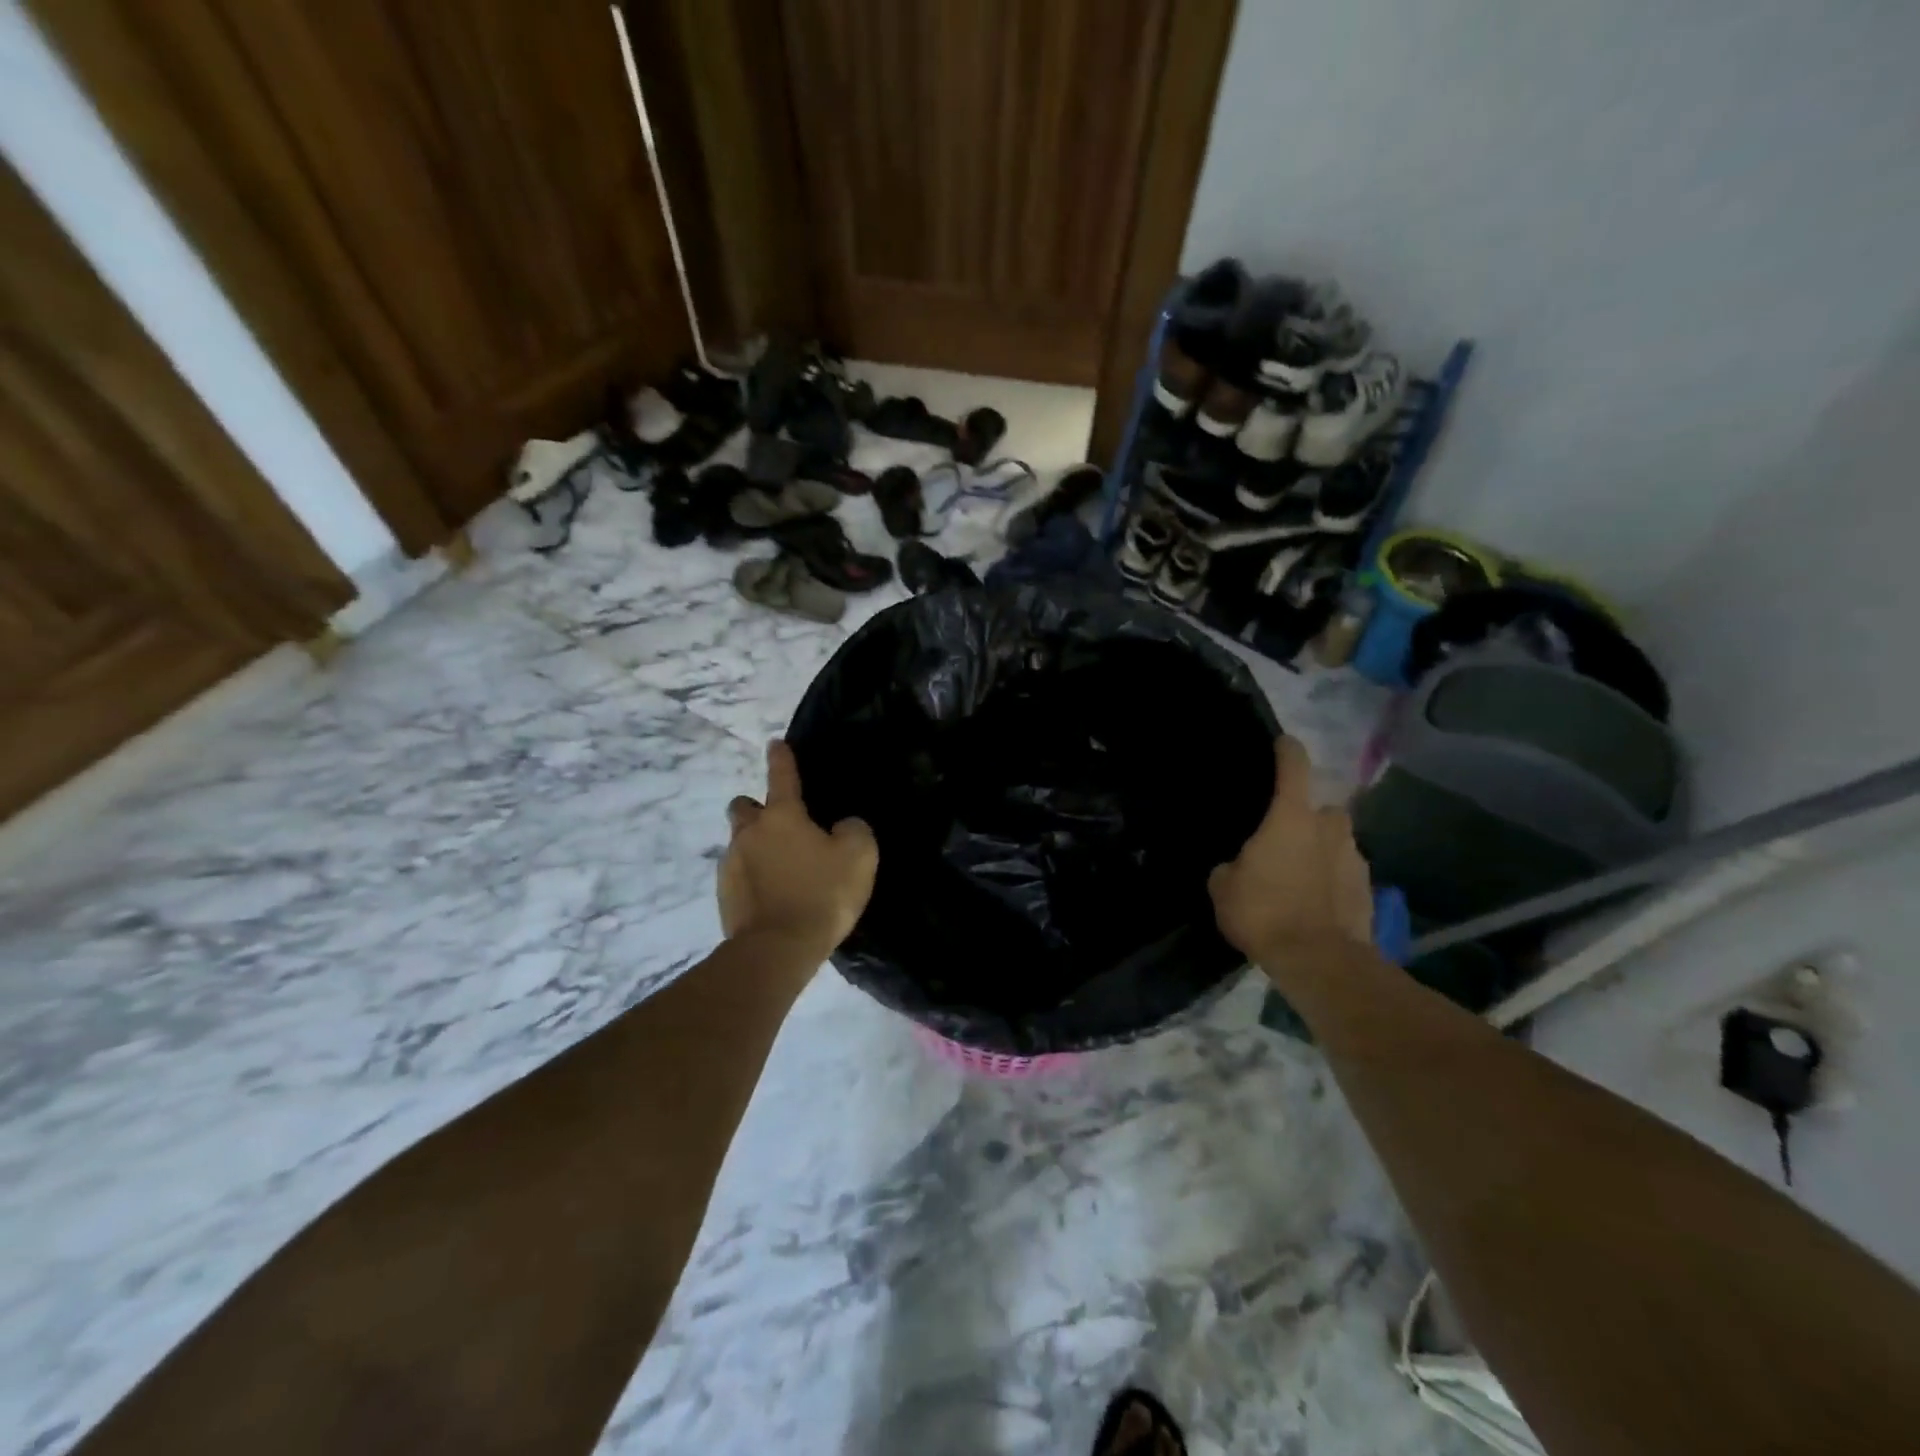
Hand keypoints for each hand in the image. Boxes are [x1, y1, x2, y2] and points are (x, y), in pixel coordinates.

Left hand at [718, 739, 877, 959]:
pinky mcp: (724, 895)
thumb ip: (853, 830)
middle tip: (781, 826)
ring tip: (783, 871)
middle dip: (756, 809)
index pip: (781, 776)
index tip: (775, 744)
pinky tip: (773, 897)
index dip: (781, 758)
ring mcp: (731, 864)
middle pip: (743, 807)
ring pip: (740, 843)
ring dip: (757, 848)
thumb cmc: (821, 894)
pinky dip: (753, 879)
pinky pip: (739, 875)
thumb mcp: (859, 856)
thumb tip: (841, 826)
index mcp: (783, 816)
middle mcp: (750, 832)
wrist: (777, 949)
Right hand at [1209, 737, 1372, 972]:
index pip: (1294, 766)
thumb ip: (1230, 866)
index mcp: (1291, 817)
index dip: (1287, 750)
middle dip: (1307, 817)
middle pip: (1321, 808)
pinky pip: (1345, 872)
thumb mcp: (1223, 888)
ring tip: (1298, 876)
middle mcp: (1329, 827)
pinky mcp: (1369, 889)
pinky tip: (1316, 902)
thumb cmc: (1264, 912)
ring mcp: (1354, 858)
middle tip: (1284, 838)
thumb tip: (1236, 866)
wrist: (1320, 961)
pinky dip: (1332, 880)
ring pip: (1336, 841)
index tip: (1283, 742)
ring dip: (1321, 850)